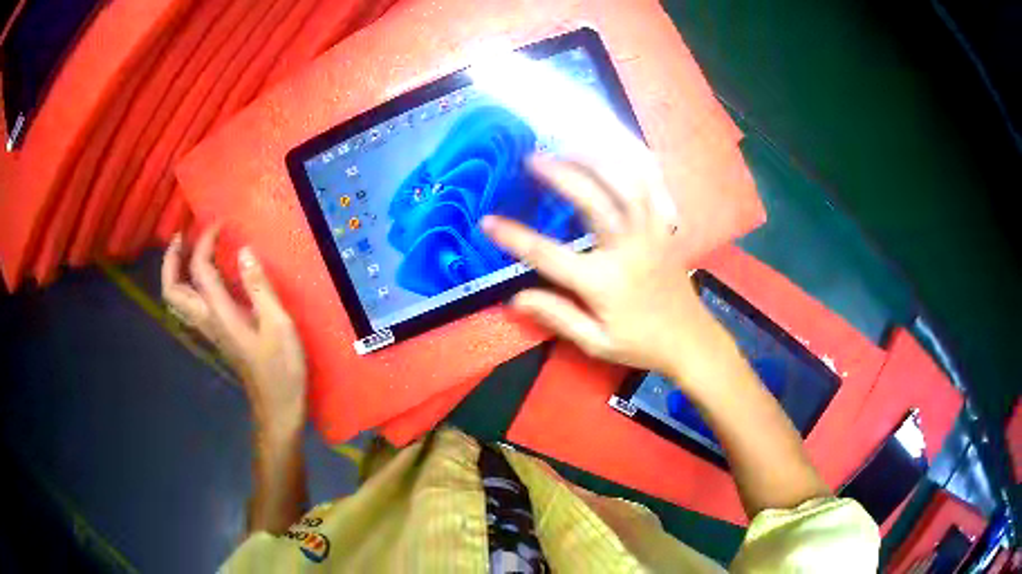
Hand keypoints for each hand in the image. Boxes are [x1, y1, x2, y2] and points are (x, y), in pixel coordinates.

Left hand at [162, 224, 307, 432]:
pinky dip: (188, 284)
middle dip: (171, 260)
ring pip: (177, 299)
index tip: (220, 223)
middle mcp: (207, 321)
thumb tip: (245, 251)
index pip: (200, 270)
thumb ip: (260, 287)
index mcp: (220, 315)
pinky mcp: (216, 334)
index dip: (205, 241)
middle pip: (172, 290)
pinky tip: (204, 276)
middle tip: (182, 236)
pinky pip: (190, 304)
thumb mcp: (279, 325)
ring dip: (175, 271)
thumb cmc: (282, 368)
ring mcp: (209, 329)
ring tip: (187, 250)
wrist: (278, 405)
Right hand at [483, 155, 718, 378]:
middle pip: (593, 201)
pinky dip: (636, 165)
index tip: (487, 221)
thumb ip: (557, 316)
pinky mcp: (665, 228)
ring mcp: (650, 234)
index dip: (514, 237)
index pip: (549, 255)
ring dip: (597, 161)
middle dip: (561, 175)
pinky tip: (618, 153)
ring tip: (570, 147)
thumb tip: (515, 298)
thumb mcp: (596, 343)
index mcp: (604, 282)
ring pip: (626, 185)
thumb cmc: (640, 344)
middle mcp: (627, 250)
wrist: (690, 340)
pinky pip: (654, 188)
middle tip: (533, 158)